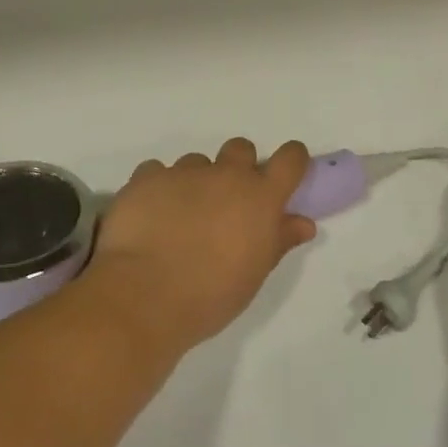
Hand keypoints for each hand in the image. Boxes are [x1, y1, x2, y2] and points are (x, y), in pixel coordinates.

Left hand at [89, 138, 315, 349]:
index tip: (285, 174)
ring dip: (195, 181)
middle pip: (241, 149)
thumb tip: (304, 223)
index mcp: (260, 197)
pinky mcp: (147, 178)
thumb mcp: (254, 275)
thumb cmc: (210, 295)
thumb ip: (279, 241)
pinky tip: (150, 215)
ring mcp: (185, 172)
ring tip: (180, 216)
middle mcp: (226, 175)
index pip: (290, 159)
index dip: (291, 160)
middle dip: (237, 167)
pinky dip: (158, 188)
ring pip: (196, 162)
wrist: (143, 297)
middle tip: (225, 201)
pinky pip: (157, 171)